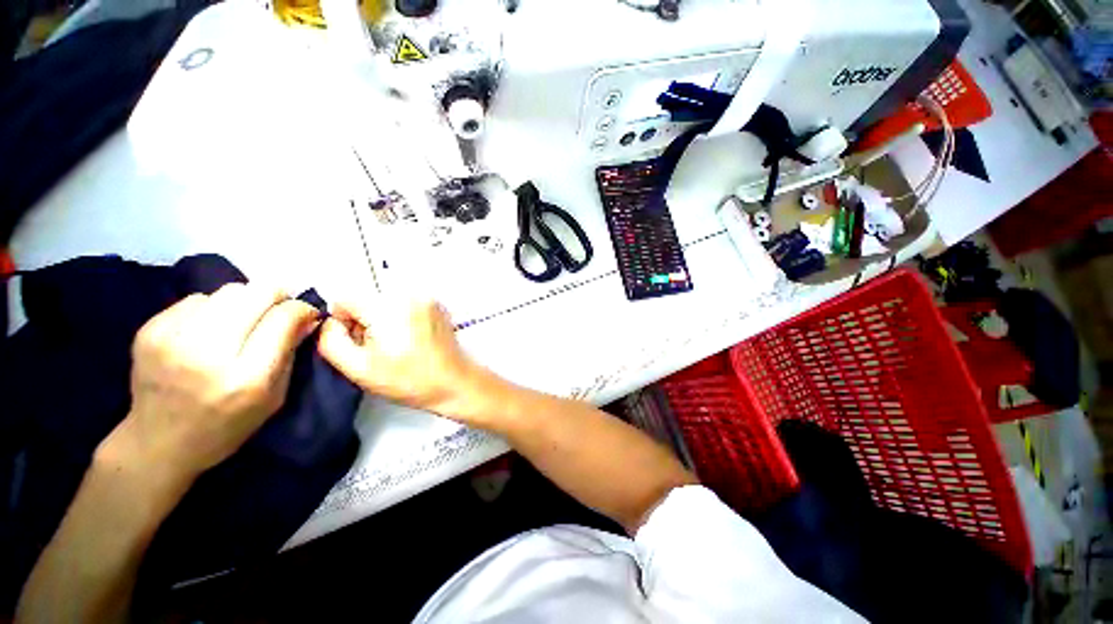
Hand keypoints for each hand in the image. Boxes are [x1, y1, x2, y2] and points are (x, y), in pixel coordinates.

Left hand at [100, 284, 320, 490]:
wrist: (157, 443)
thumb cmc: (227, 425)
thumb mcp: (274, 397)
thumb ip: (290, 353)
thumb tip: (308, 317)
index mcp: (246, 376)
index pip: (283, 317)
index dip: (302, 309)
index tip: (307, 314)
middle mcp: (207, 351)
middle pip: (255, 293)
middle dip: (275, 298)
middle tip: (276, 313)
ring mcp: (172, 338)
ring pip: (228, 291)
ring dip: (243, 303)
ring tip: (239, 324)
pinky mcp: (149, 330)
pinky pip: (197, 299)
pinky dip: (212, 309)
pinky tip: (207, 332)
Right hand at [317, 299, 489, 420]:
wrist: (453, 381)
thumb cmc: (407, 379)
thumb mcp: (358, 368)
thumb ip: (331, 340)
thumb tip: (329, 321)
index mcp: (387, 307)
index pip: (345, 299)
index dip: (344, 322)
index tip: (360, 344)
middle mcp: (408, 294)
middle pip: (367, 299)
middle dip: (365, 321)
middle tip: (380, 348)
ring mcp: (426, 298)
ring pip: (386, 302)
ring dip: (383, 319)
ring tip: (398, 345)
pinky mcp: (437, 305)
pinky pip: (406, 304)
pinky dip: (402, 317)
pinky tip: (412, 339)